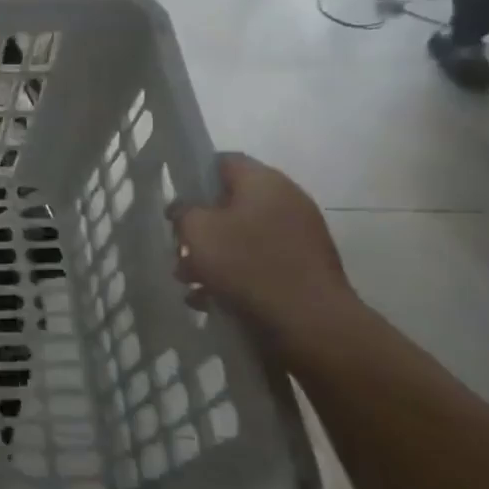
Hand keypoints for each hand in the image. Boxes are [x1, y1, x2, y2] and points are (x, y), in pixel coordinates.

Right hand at [169, 154, 356, 363]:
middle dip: (202, 227)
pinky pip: (261, 264)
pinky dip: (236, 277)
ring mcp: (301, 237)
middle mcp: (288, 201)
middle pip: (232, 204)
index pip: (223, 162)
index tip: (176, 204)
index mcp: (265, 182)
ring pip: (244, 237)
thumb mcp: (198, 231)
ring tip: (191, 282)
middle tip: (179, 249)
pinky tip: (212, 300)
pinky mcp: (306, 270)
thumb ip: (184, 212)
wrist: (312, 326)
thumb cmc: (249, 266)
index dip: (194, 178)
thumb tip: (184, 209)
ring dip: (215, 256)